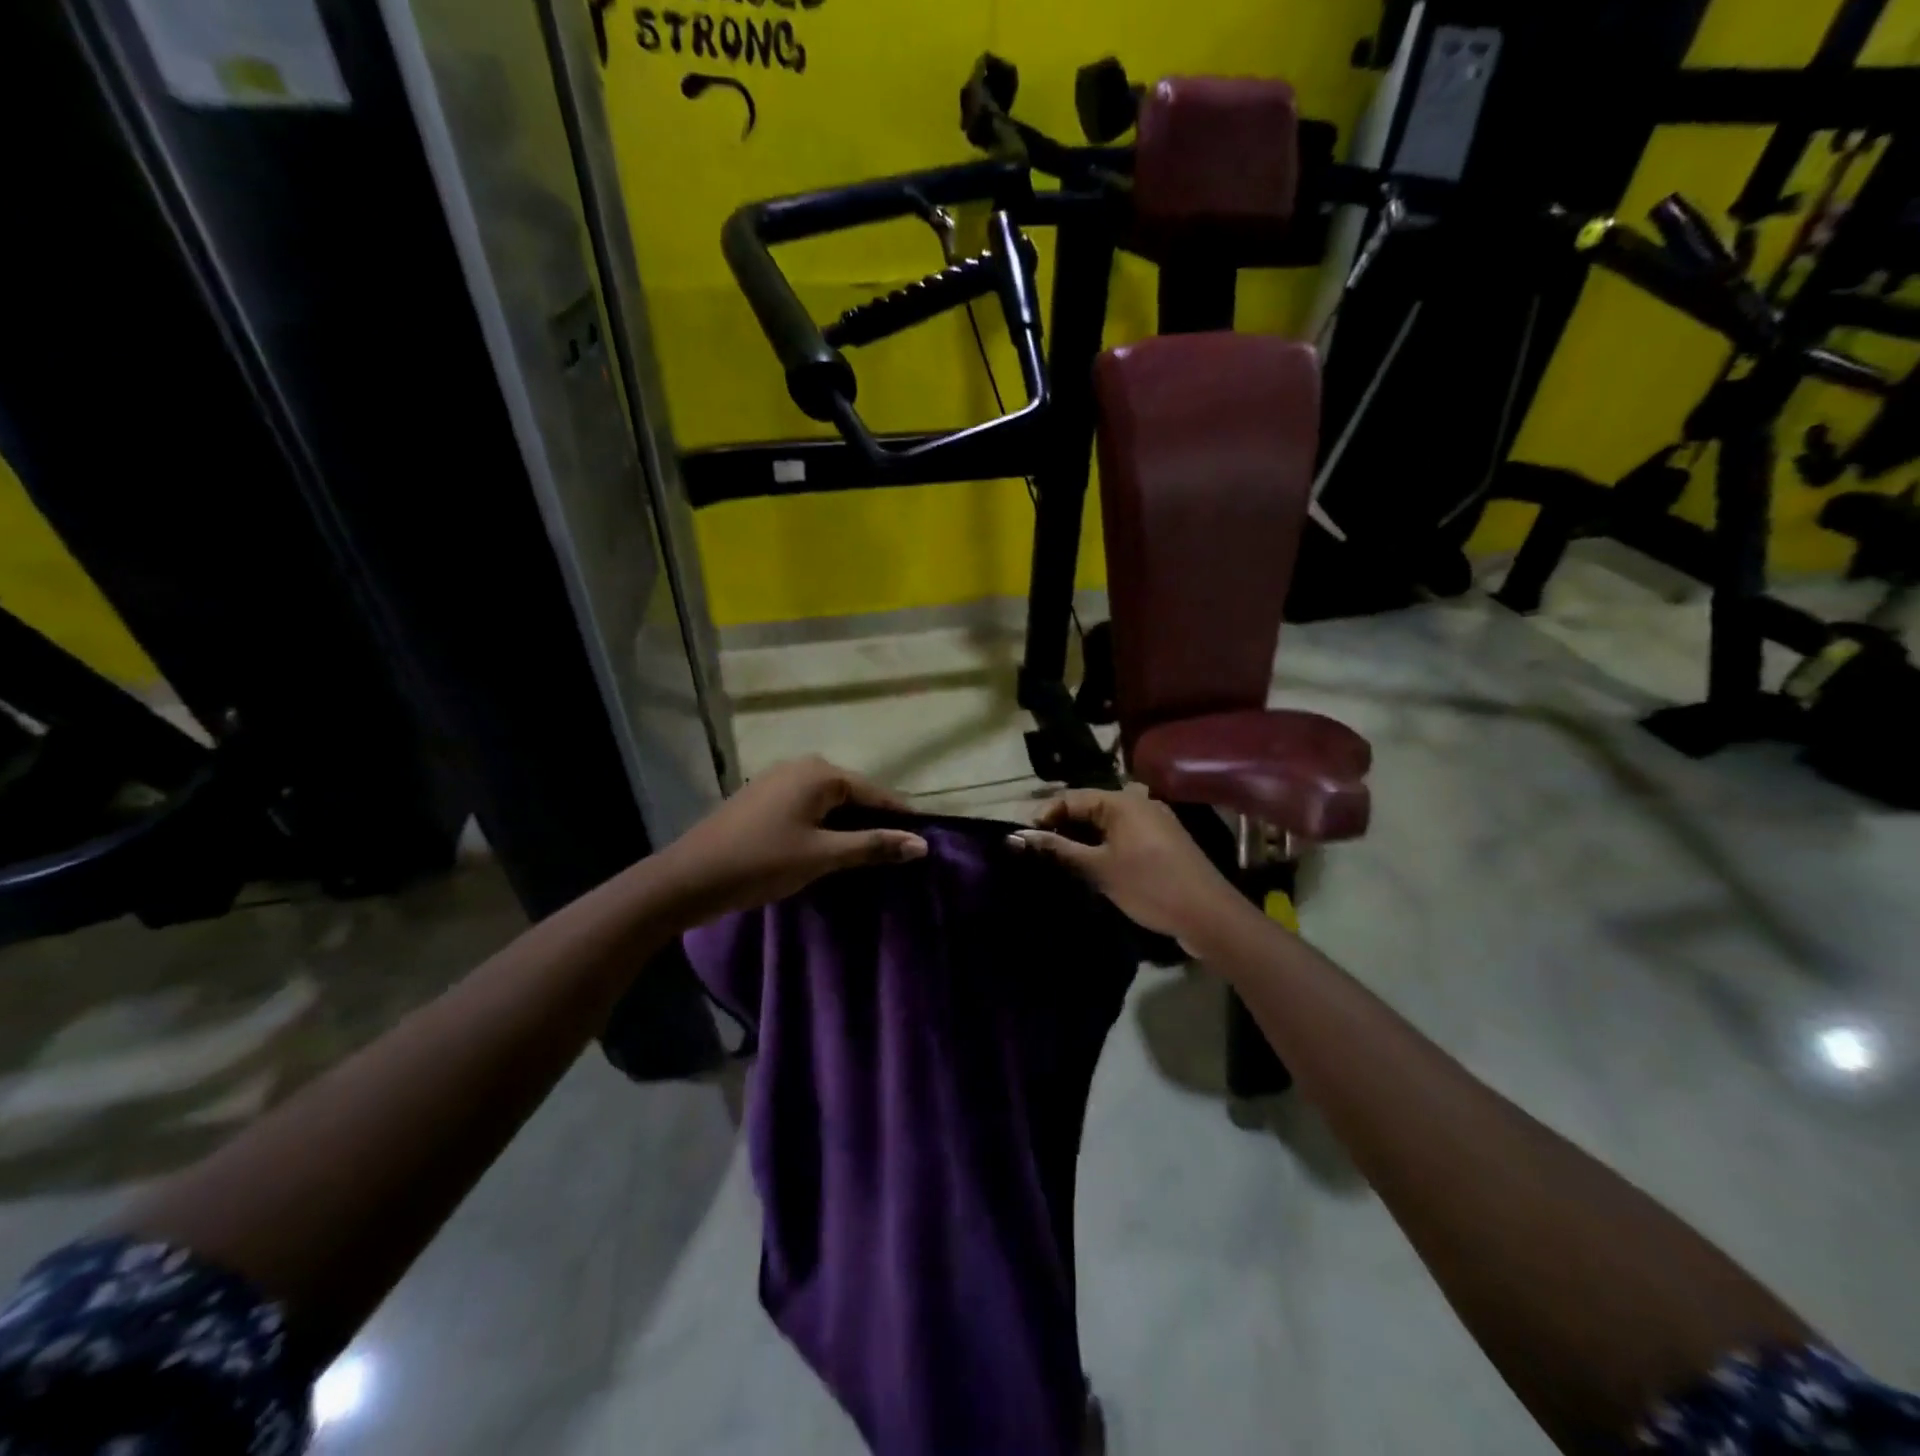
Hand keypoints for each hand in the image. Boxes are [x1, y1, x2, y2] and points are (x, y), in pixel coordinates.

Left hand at [658, 757, 926, 928]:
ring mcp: (779, 779)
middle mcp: (802, 766)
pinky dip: (825, 825)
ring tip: (871, 855)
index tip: (925, 841)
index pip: (876, 793)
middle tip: (899, 854)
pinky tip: (831, 848)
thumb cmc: (761, 862)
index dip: (901, 818)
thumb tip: (922, 844)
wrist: (689, 878)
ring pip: (830, 801)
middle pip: (853, 793)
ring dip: (850, 825)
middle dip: (875, 821)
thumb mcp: (823, 856)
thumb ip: (873, 846)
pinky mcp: (763, 797)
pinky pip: (808, 806)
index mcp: (820, 773)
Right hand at [1008, 787, 1245, 948]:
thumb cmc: (1150, 886)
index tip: (1024, 841)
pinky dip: (1102, 847)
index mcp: (1122, 801)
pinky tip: (1089, 868)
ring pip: (1105, 824)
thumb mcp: (1099, 869)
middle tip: (1038, 854)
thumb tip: (1019, 838)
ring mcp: (1153, 822)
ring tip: (1058, 863)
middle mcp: (1138, 803)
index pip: (1070, 797)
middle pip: (1088, 808)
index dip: (1044, 817)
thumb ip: (1059, 850)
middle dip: (1062, 829)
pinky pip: (1122, 836)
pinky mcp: (1161, 842)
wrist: (1209, 916)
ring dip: (1081, 840)